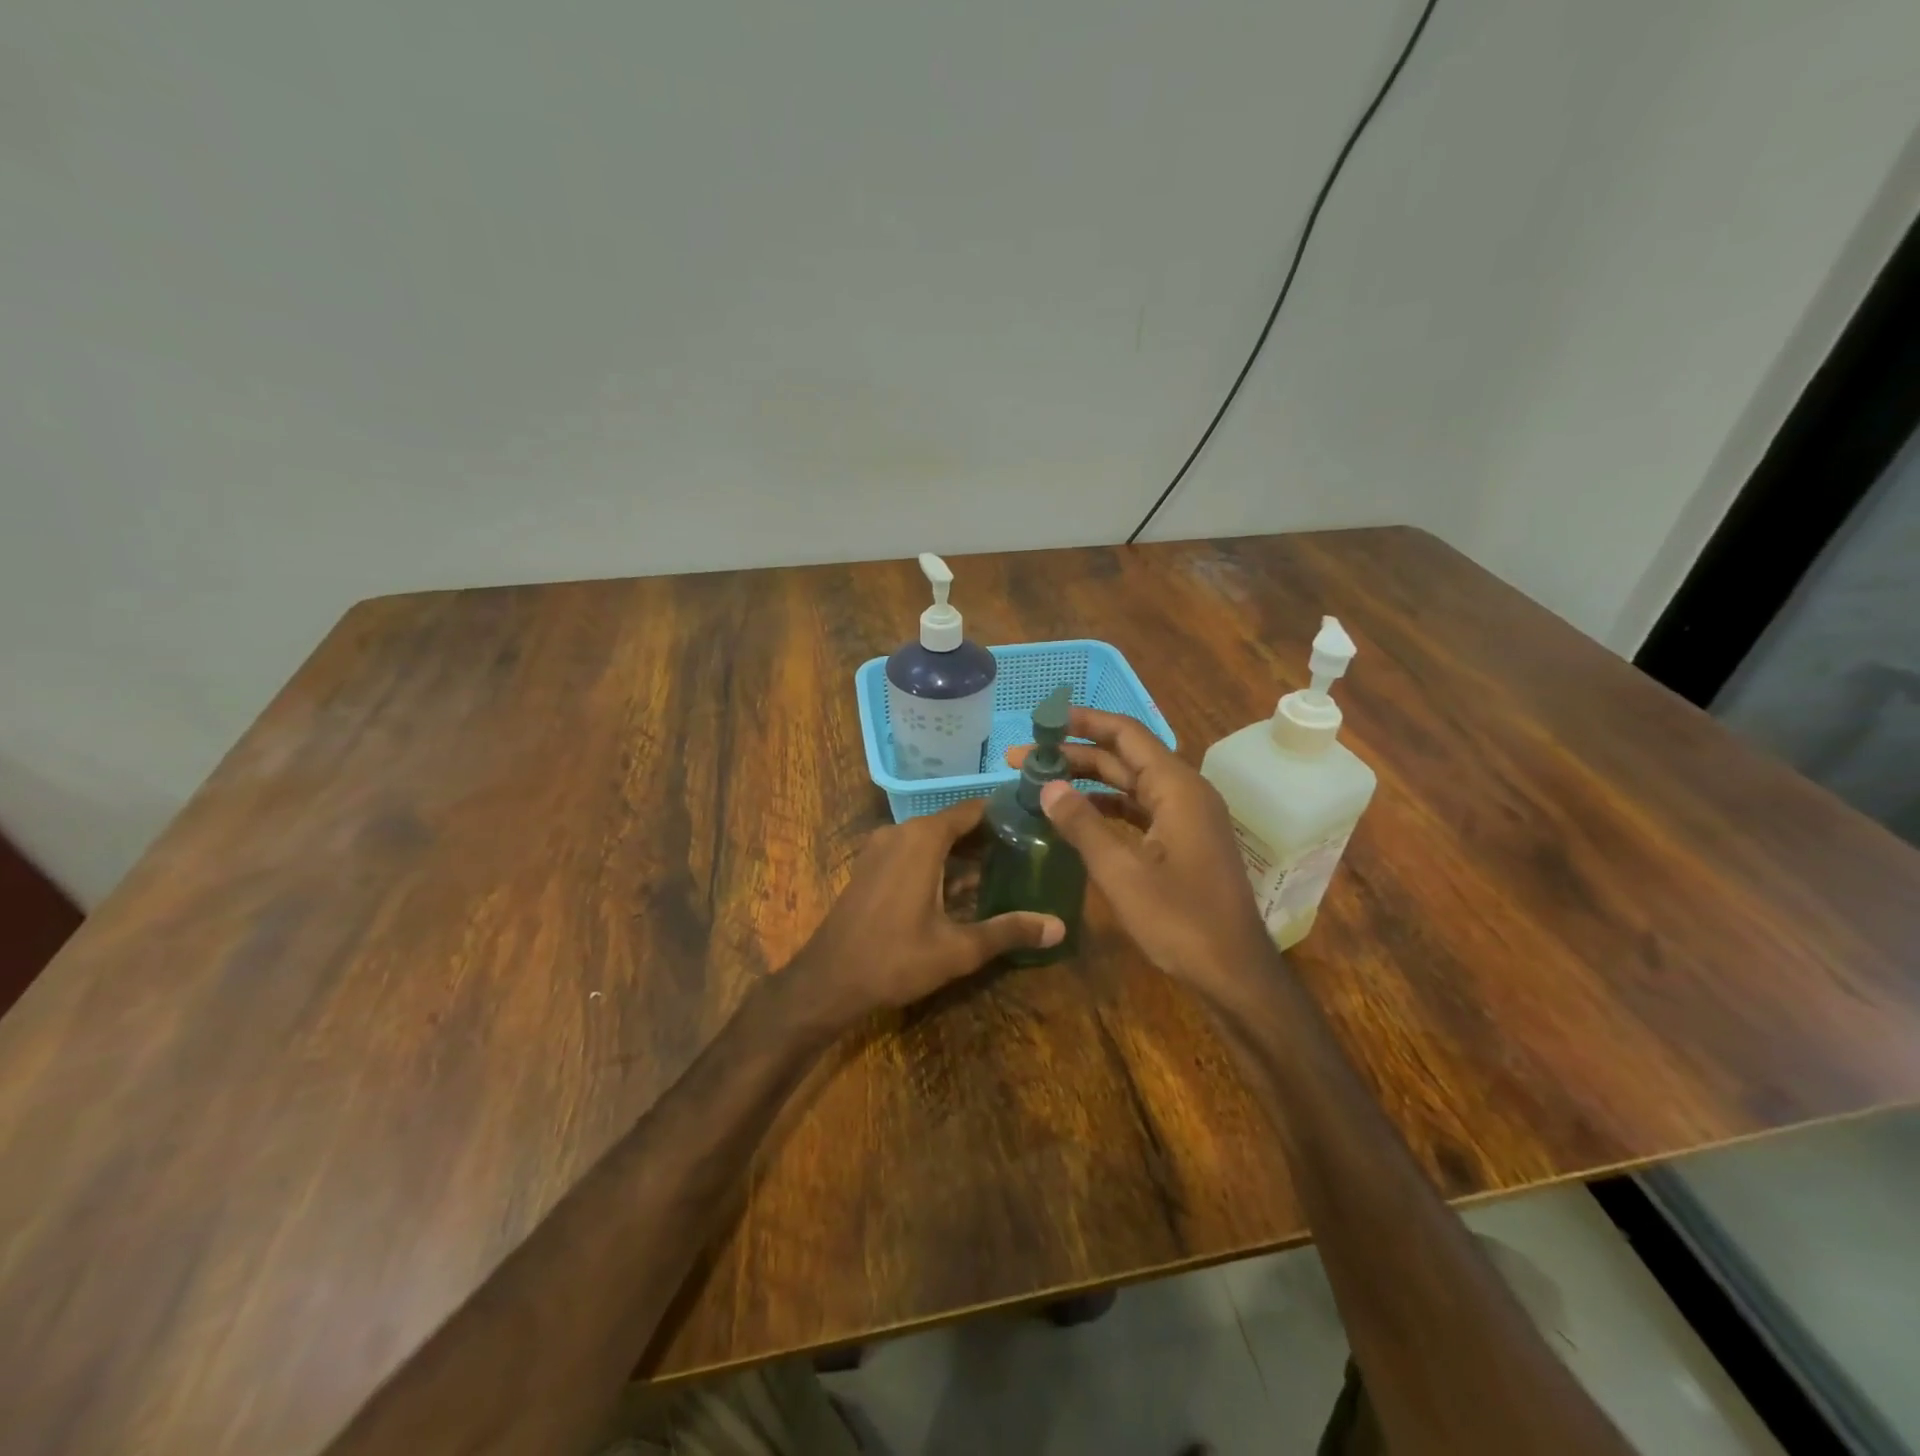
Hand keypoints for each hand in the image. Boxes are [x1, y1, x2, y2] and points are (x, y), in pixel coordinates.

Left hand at [790, 800, 1064, 1023]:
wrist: (827, 981)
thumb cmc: (895, 959)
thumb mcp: (959, 949)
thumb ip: (1010, 931)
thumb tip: (1059, 927)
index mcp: (923, 838)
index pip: (974, 810)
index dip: (1006, 814)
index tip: (1038, 822)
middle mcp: (901, 832)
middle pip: (955, 823)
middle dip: (990, 837)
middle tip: (1031, 851)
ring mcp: (881, 847)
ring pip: (933, 839)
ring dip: (965, 852)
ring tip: (1006, 869)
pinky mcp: (872, 865)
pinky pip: (914, 852)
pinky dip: (940, 862)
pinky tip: (965, 888)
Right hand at [1007, 707, 1274, 1001]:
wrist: (1234, 972)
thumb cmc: (1180, 920)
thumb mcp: (1122, 872)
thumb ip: (1082, 825)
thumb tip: (1047, 786)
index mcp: (1176, 788)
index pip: (1126, 734)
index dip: (1083, 722)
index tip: (1042, 720)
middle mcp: (1185, 793)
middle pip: (1125, 757)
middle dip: (1075, 754)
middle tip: (1025, 759)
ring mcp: (1187, 818)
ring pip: (1131, 784)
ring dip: (1089, 781)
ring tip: (1043, 782)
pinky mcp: (1183, 841)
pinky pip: (1140, 810)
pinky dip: (1107, 807)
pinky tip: (1077, 816)